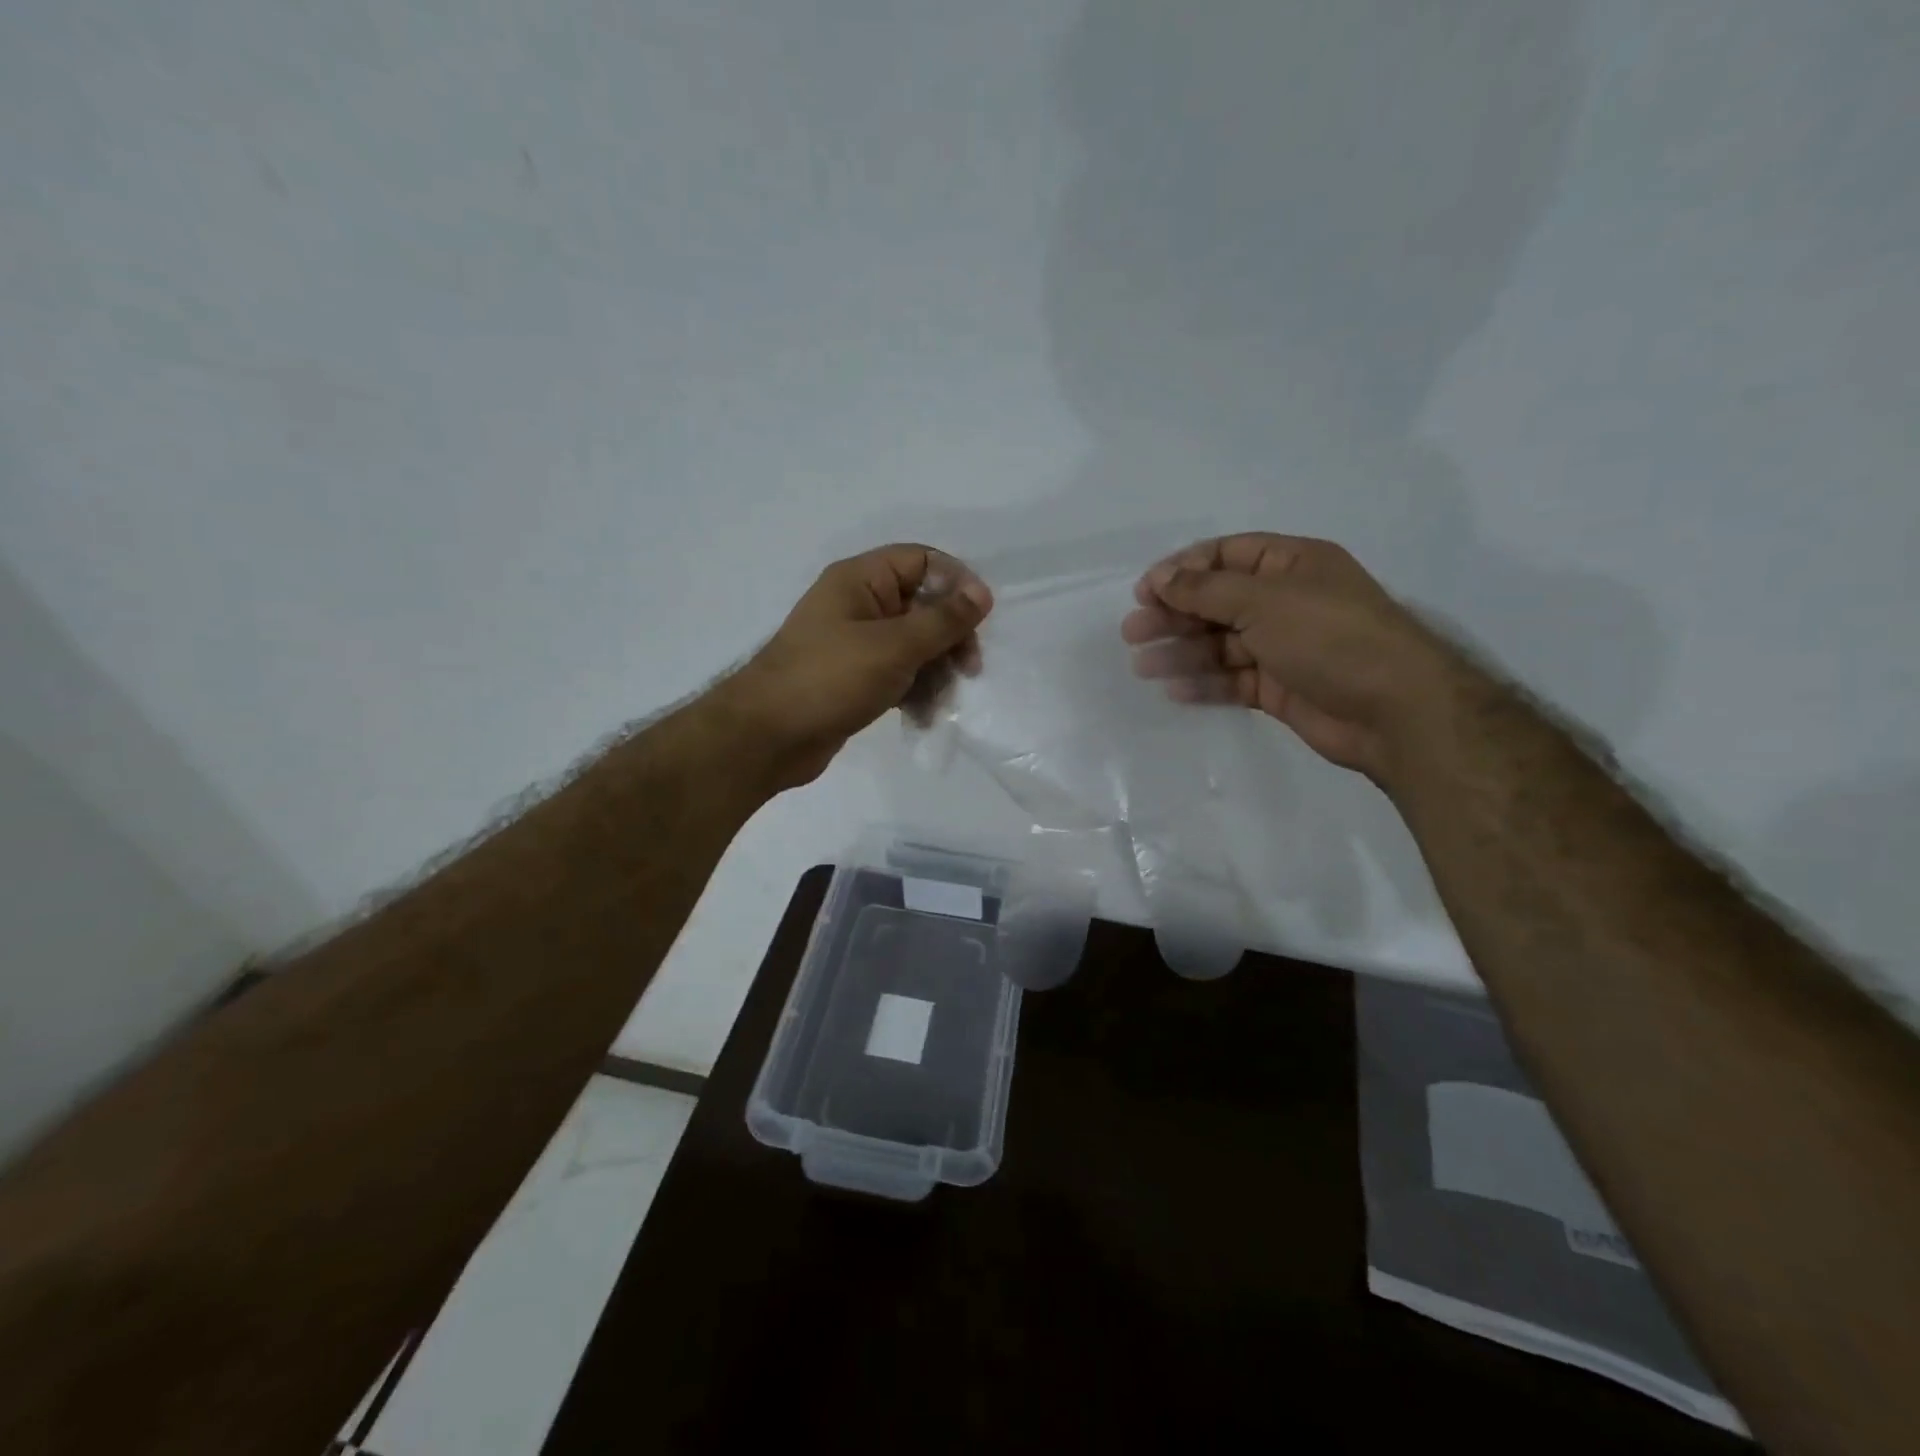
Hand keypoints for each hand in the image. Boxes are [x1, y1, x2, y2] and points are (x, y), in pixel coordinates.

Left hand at [723, 544, 992, 789]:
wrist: (768, 737)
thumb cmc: (831, 678)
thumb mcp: (894, 646)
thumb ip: (943, 620)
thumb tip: (982, 593)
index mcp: (861, 580)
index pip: (922, 561)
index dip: (956, 583)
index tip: (980, 619)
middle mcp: (859, 605)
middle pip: (923, 606)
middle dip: (949, 637)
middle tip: (968, 669)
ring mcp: (856, 644)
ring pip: (914, 646)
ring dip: (936, 672)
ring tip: (941, 703)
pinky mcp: (856, 679)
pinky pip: (898, 675)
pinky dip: (915, 692)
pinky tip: (922, 718)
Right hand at [1121, 533, 1459, 778]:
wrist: (1392, 709)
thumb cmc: (1329, 636)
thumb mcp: (1264, 600)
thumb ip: (1206, 590)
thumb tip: (1161, 578)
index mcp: (1292, 564)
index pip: (1227, 556)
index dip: (1184, 570)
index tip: (1146, 590)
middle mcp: (1286, 602)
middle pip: (1217, 602)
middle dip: (1174, 615)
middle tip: (1133, 632)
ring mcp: (1283, 647)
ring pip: (1221, 645)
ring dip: (1182, 652)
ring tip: (1143, 666)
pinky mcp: (1280, 688)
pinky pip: (1233, 680)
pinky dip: (1205, 684)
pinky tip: (1176, 690)